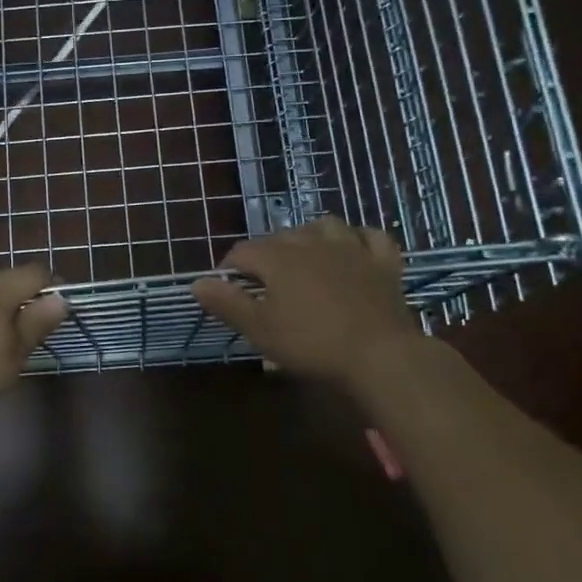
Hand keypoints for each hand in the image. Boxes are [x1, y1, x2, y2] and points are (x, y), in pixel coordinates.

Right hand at [193, 217, 415, 383]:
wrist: (379, 355)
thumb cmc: (312, 344)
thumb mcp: (260, 329)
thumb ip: (227, 303)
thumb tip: (197, 282)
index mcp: (279, 257)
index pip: (243, 252)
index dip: (230, 267)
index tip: (227, 287)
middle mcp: (312, 242)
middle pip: (281, 236)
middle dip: (266, 253)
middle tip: (263, 281)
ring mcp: (352, 248)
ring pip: (325, 226)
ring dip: (310, 235)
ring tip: (305, 254)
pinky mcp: (384, 262)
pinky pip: (371, 237)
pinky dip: (359, 239)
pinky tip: (354, 248)